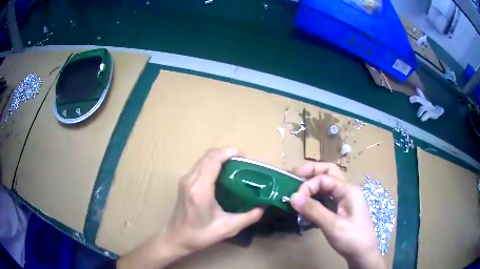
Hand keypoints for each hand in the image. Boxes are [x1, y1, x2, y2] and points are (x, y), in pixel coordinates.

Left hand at [164, 148, 264, 251]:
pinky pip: (200, 165)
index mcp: (200, 189)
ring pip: (203, 159)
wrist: (177, 238)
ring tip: (235, 167)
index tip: (244, 157)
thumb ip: (249, 217)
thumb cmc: (200, 235)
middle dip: (226, 153)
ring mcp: (185, 180)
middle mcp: (190, 180)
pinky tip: (222, 175)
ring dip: (219, 158)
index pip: (213, 159)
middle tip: (242, 163)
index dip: (229, 152)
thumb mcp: (228, 228)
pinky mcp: (184, 182)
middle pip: (208, 155)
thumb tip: (264, 206)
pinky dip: (212, 164)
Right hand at [289, 162, 384, 268]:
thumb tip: (292, 197)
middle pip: (329, 172)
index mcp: (348, 190)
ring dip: (313, 184)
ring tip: (298, 187)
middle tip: (294, 174)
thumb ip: (313, 210)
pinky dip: (316, 196)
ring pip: (328, 184)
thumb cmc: (352, 238)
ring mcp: (345, 199)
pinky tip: (307, 203)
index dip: (307, 185)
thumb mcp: (332, 225)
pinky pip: (328, 197)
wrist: (363, 253)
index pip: (324, 178)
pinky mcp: (342, 209)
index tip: (294, 199)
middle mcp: (347, 190)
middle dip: (312, 171)